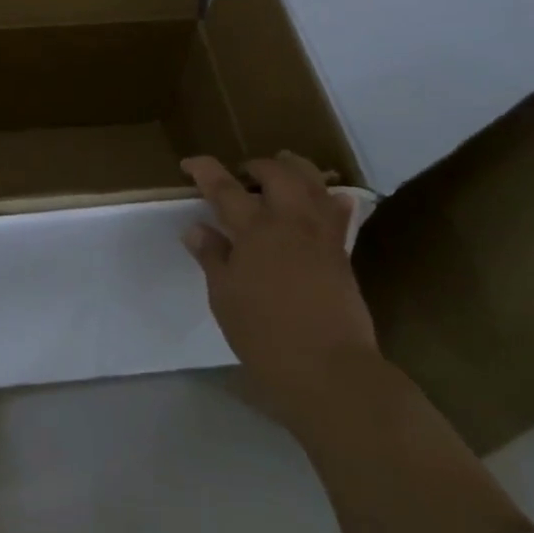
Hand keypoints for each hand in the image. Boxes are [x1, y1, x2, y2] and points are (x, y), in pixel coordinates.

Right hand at [181, 152, 378, 420]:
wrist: (330, 369)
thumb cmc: (265, 335)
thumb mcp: (225, 297)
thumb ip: (212, 257)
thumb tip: (196, 228)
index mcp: (254, 230)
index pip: (223, 187)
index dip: (204, 170)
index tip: (190, 163)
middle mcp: (289, 221)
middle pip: (276, 173)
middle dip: (257, 165)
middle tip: (243, 172)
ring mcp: (321, 235)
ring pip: (313, 183)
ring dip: (296, 169)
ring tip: (284, 169)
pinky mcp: (343, 253)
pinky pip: (339, 213)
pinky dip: (331, 199)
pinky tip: (329, 199)